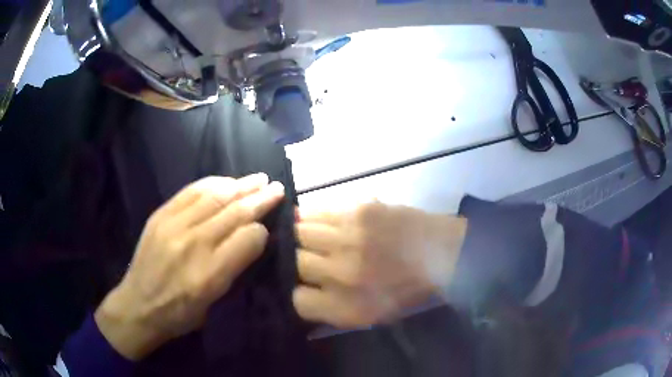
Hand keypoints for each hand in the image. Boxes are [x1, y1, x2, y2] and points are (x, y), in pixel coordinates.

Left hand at [95, 174, 284, 359]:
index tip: (268, 229)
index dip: (262, 230)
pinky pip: (190, 191)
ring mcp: (173, 225)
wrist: (137, 305)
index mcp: (209, 274)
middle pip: (234, 213)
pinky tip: (226, 181)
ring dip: (240, 185)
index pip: (248, 238)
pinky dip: (212, 183)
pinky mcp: (160, 215)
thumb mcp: (213, 303)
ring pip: (214, 196)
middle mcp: (193, 244)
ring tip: (258, 179)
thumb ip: (233, 269)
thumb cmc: (179, 314)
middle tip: (277, 187)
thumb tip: (251, 238)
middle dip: (259, 198)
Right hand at [293, 202, 466, 327]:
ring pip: (298, 232)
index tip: (304, 285)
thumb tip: (298, 291)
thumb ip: (330, 309)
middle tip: (308, 258)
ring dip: (301, 237)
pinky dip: (309, 216)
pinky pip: (315, 211)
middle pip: (293, 261)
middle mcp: (344, 274)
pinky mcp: (358, 210)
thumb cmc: (404, 289)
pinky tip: (316, 220)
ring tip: (310, 238)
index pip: (297, 300)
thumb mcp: (368, 315)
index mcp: (348, 307)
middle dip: (297, 261)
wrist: (440, 252)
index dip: (297, 291)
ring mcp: (350, 239)